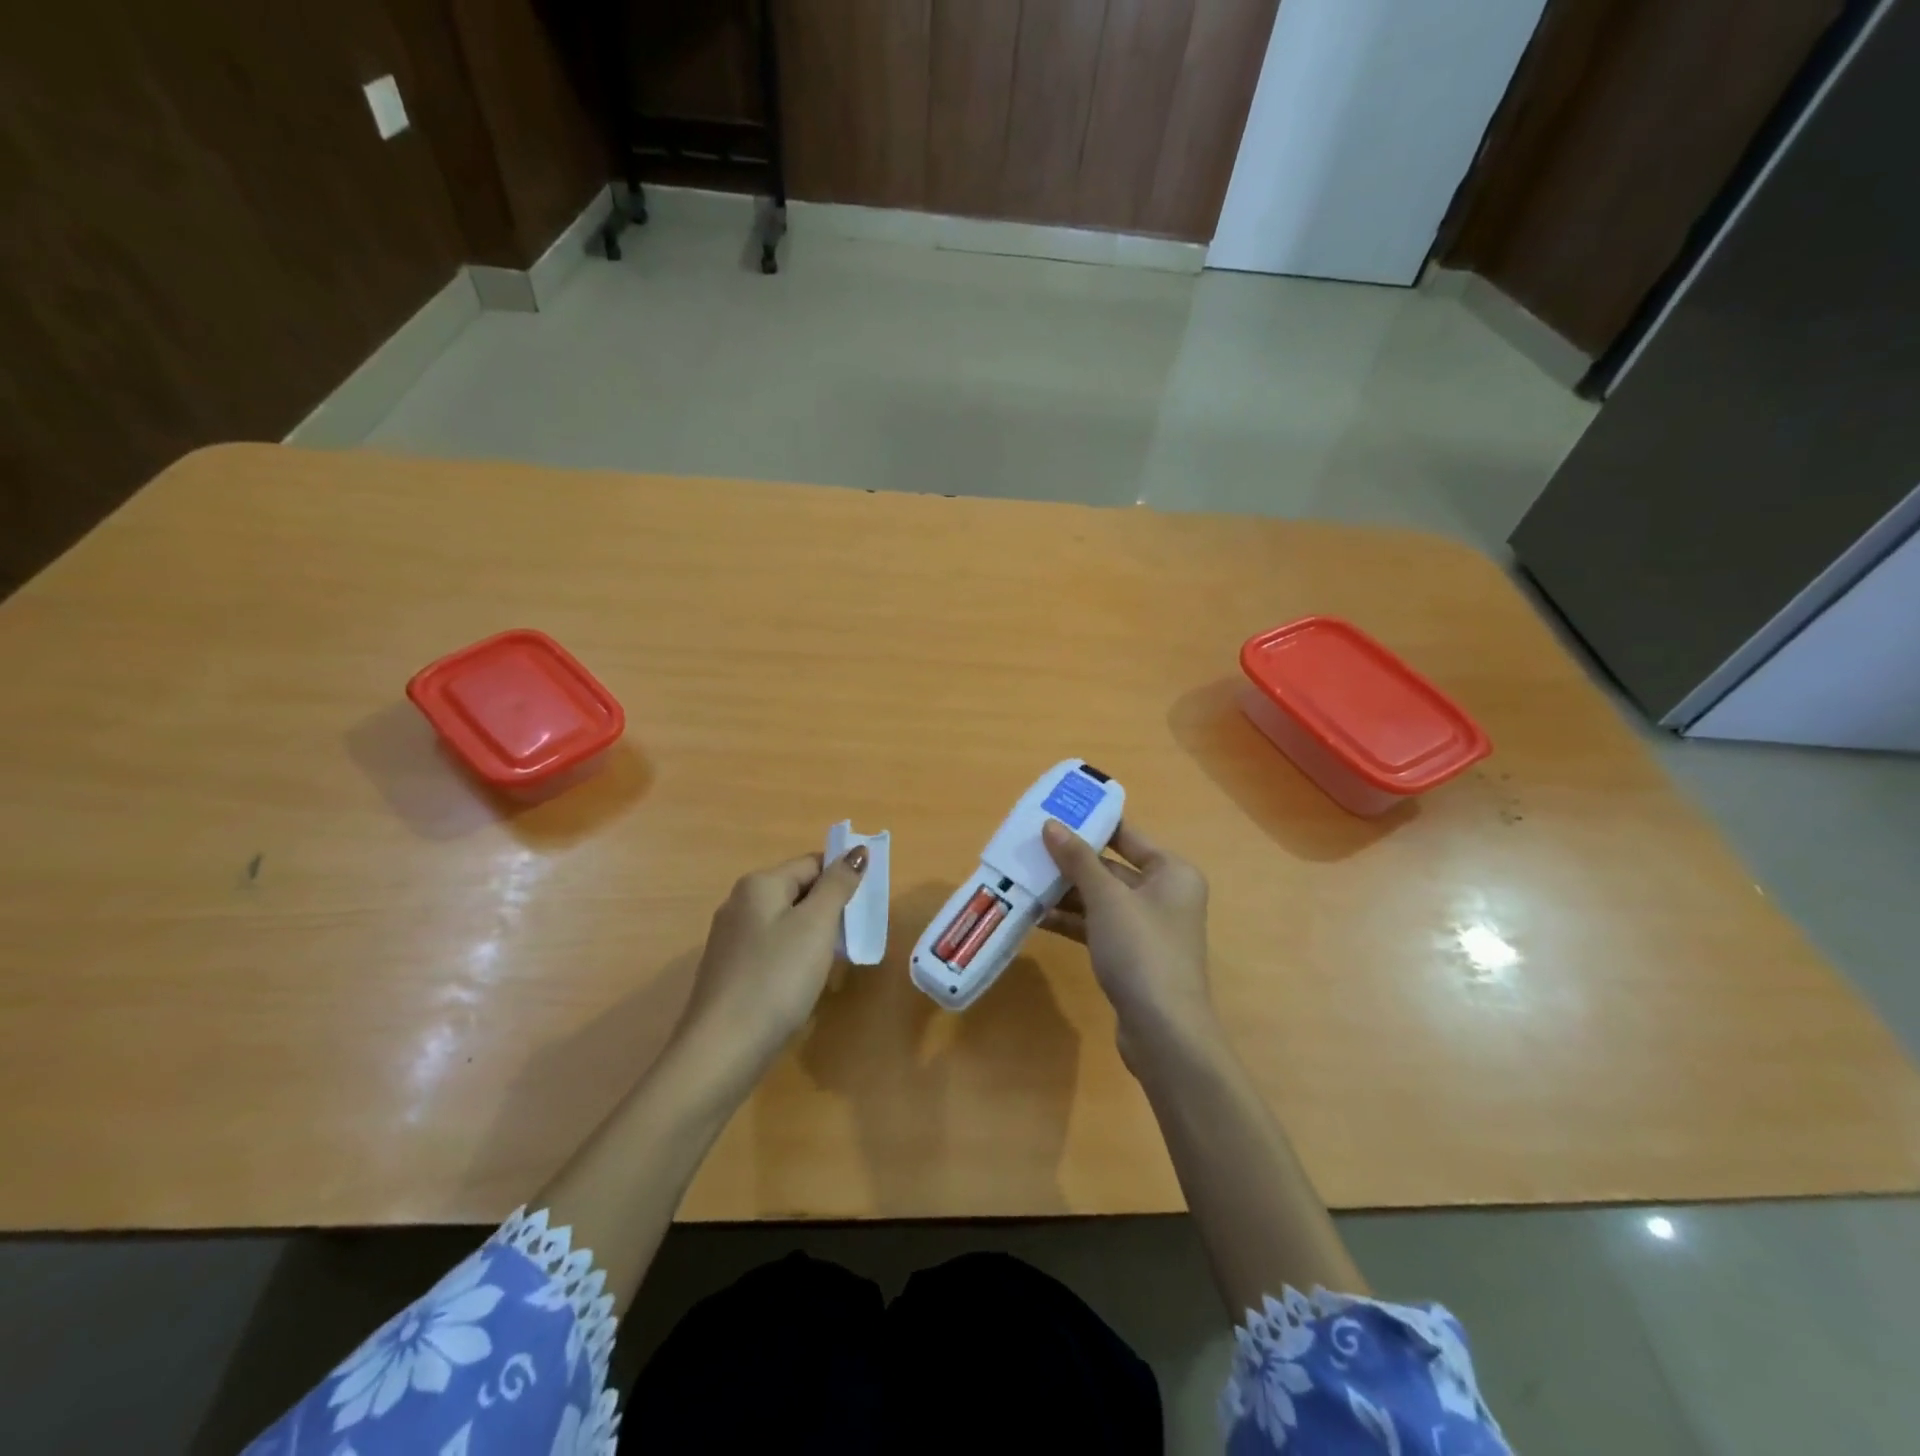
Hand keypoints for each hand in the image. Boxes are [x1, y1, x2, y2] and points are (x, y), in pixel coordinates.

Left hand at [671, 846, 868, 1079]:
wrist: (723, 1048)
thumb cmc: (776, 977)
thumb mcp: (816, 925)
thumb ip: (838, 884)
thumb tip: (857, 850)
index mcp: (759, 884)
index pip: (812, 864)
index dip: (841, 879)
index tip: (864, 908)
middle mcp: (739, 903)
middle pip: (797, 892)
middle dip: (828, 909)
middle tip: (851, 938)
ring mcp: (729, 939)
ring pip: (784, 923)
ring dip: (812, 936)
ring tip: (830, 963)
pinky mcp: (728, 971)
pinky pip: (770, 950)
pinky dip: (791, 958)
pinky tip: (800, 984)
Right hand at [1041, 819, 1218, 1062]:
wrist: (1164, 1031)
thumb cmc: (1141, 950)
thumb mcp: (1106, 898)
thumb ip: (1078, 860)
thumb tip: (1051, 825)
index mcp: (1172, 872)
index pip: (1127, 836)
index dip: (1092, 824)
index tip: (1055, 814)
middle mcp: (1165, 895)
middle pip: (1111, 868)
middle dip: (1071, 862)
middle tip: (1030, 849)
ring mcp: (1148, 928)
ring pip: (1101, 899)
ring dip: (1067, 893)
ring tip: (1025, 880)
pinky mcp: (1133, 956)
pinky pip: (1098, 926)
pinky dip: (1072, 921)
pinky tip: (1038, 917)